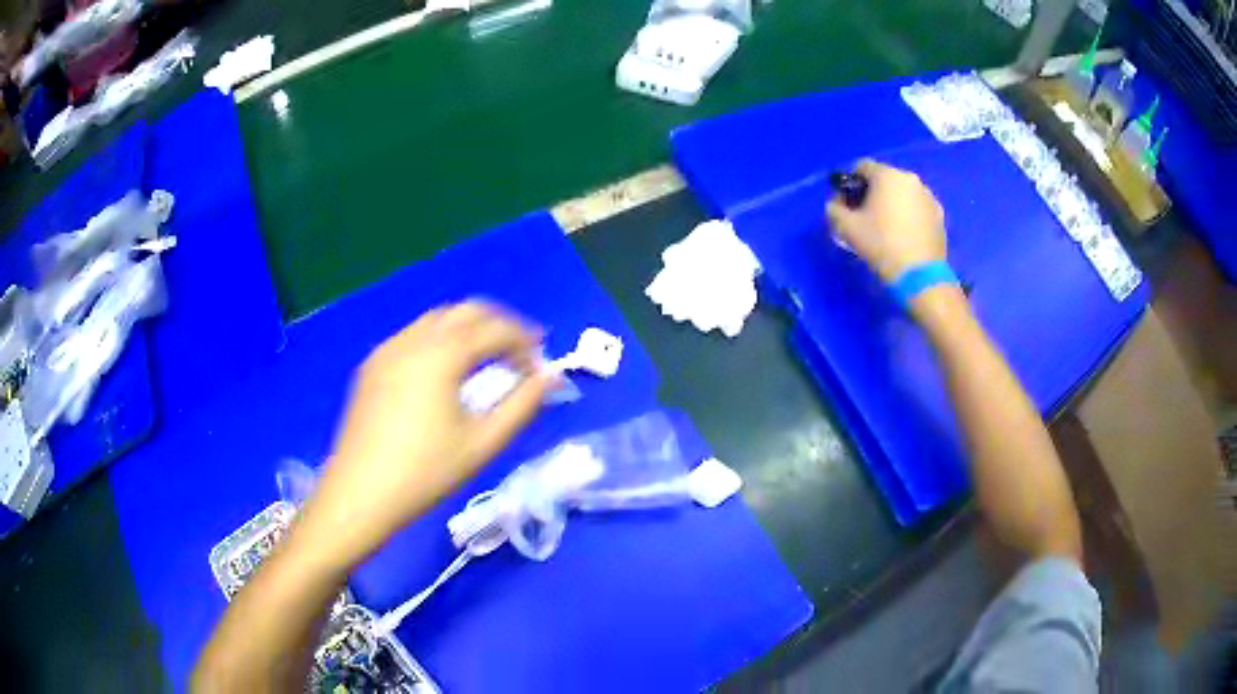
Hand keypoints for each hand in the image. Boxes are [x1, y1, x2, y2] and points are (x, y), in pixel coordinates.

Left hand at [302, 301, 555, 566]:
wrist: (359, 494)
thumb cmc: (425, 473)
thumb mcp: (483, 443)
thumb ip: (523, 405)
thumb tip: (551, 376)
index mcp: (442, 354)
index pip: (495, 328)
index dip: (524, 342)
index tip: (539, 366)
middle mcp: (413, 339)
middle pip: (466, 310)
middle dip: (499, 325)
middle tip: (519, 355)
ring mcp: (387, 349)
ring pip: (437, 320)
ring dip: (468, 331)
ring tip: (485, 363)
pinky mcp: (372, 365)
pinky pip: (413, 336)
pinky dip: (440, 341)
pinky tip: (444, 374)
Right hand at [826, 159, 946, 283]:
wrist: (919, 275)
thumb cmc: (881, 245)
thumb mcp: (846, 227)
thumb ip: (834, 208)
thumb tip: (837, 203)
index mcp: (887, 175)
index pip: (862, 167)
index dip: (851, 183)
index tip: (848, 203)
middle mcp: (910, 179)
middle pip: (885, 179)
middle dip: (874, 193)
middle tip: (867, 217)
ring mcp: (928, 196)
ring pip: (903, 193)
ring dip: (893, 204)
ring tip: (888, 228)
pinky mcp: (939, 215)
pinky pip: (917, 207)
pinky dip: (909, 215)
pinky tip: (904, 236)